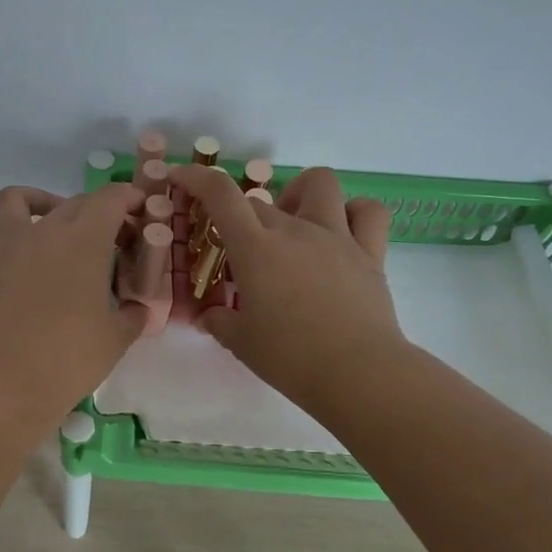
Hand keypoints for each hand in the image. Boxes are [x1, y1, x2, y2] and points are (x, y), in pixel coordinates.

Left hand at [0, 182, 148, 421]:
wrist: (7, 382)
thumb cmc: (69, 358)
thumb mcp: (116, 337)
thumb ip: (132, 314)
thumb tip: (138, 308)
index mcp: (84, 240)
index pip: (109, 199)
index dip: (128, 198)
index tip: (139, 210)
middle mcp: (45, 230)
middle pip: (75, 202)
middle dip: (98, 211)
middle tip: (110, 237)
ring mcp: (8, 242)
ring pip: (21, 199)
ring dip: (42, 203)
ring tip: (55, 226)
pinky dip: (10, 230)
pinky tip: (24, 254)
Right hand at [168, 165, 403, 413]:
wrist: (359, 374)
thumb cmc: (291, 358)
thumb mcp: (241, 342)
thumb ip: (219, 322)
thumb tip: (209, 317)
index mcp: (256, 249)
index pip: (220, 195)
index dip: (196, 177)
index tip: (180, 177)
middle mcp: (295, 230)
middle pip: (259, 200)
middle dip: (240, 215)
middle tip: (238, 248)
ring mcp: (337, 236)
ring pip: (319, 183)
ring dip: (299, 192)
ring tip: (293, 219)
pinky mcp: (370, 253)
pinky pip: (367, 212)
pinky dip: (352, 212)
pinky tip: (340, 231)